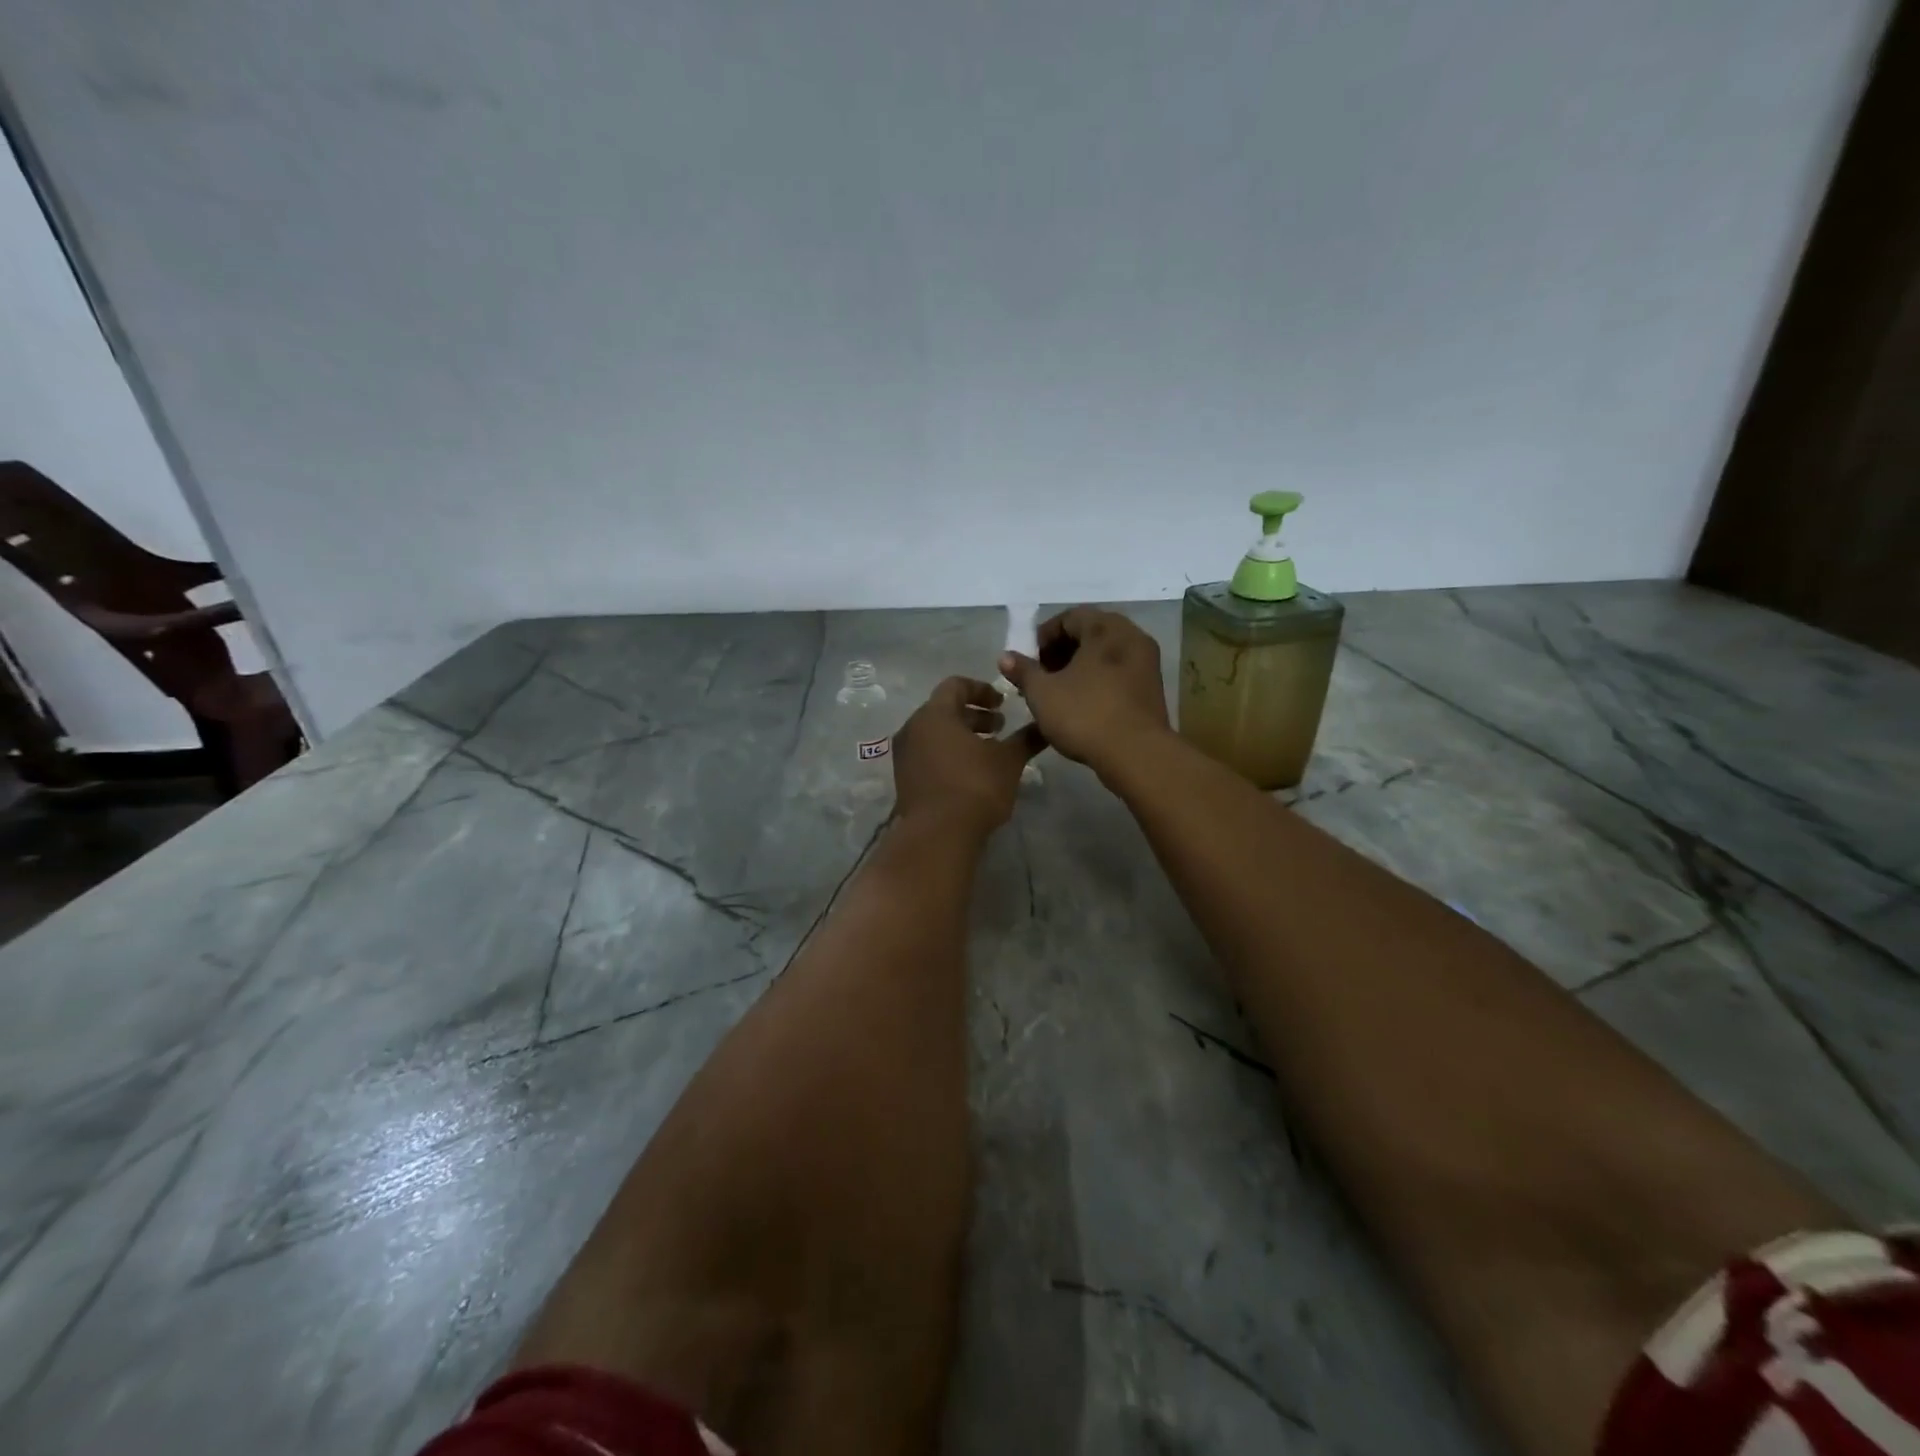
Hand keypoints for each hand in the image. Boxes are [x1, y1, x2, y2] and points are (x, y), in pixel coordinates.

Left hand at [891, 677, 1042, 835]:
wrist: (937, 835)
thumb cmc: (975, 786)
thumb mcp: (1008, 760)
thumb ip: (1025, 739)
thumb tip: (1045, 726)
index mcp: (935, 714)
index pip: (956, 685)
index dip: (982, 690)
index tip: (1003, 704)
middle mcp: (913, 728)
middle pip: (944, 710)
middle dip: (974, 716)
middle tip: (1000, 727)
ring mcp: (905, 755)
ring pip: (935, 734)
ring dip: (962, 737)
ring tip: (989, 752)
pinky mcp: (904, 780)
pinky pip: (928, 755)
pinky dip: (949, 755)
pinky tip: (971, 773)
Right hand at [998, 607, 1170, 775]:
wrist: (1137, 755)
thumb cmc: (1085, 715)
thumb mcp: (1042, 693)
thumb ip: (1023, 670)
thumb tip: (1005, 656)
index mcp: (1106, 628)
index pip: (1069, 617)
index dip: (1043, 637)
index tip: (1028, 662)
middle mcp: (1131, 636)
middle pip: (1089, 633)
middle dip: (1061, 652)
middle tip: (1041, 677)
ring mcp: (1147, 662)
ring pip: (1105, 654)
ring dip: (1079, 667)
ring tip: (1058, 692)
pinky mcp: (1153, 688)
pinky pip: (1120, 672)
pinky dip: (1098, 680)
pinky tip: (1082, 704)